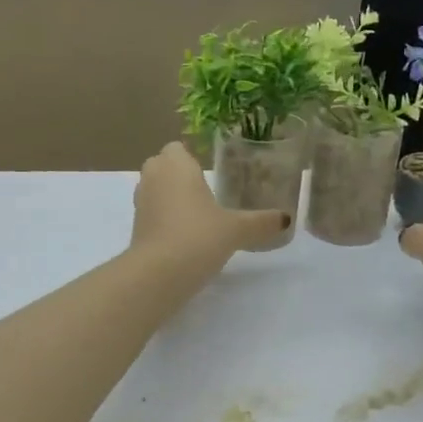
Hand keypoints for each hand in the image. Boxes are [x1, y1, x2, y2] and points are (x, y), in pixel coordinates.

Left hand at [131, 142, 289, 269]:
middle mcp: (153, 176)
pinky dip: (163, 218)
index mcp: (176, 165)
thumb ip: (261, 222)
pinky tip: (184, 234)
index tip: (208, 171)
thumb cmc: (199, 236)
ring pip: (154, 189)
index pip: (177, 147)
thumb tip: (286, 219)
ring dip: (169, 197)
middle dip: (178, 175)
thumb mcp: (237, 230)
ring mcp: (140, 202)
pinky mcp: (135, 227)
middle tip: (204, 191)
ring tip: (196, 213)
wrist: (159, 274)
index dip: (190, 157)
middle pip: (162, 166)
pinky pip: (151, 212)